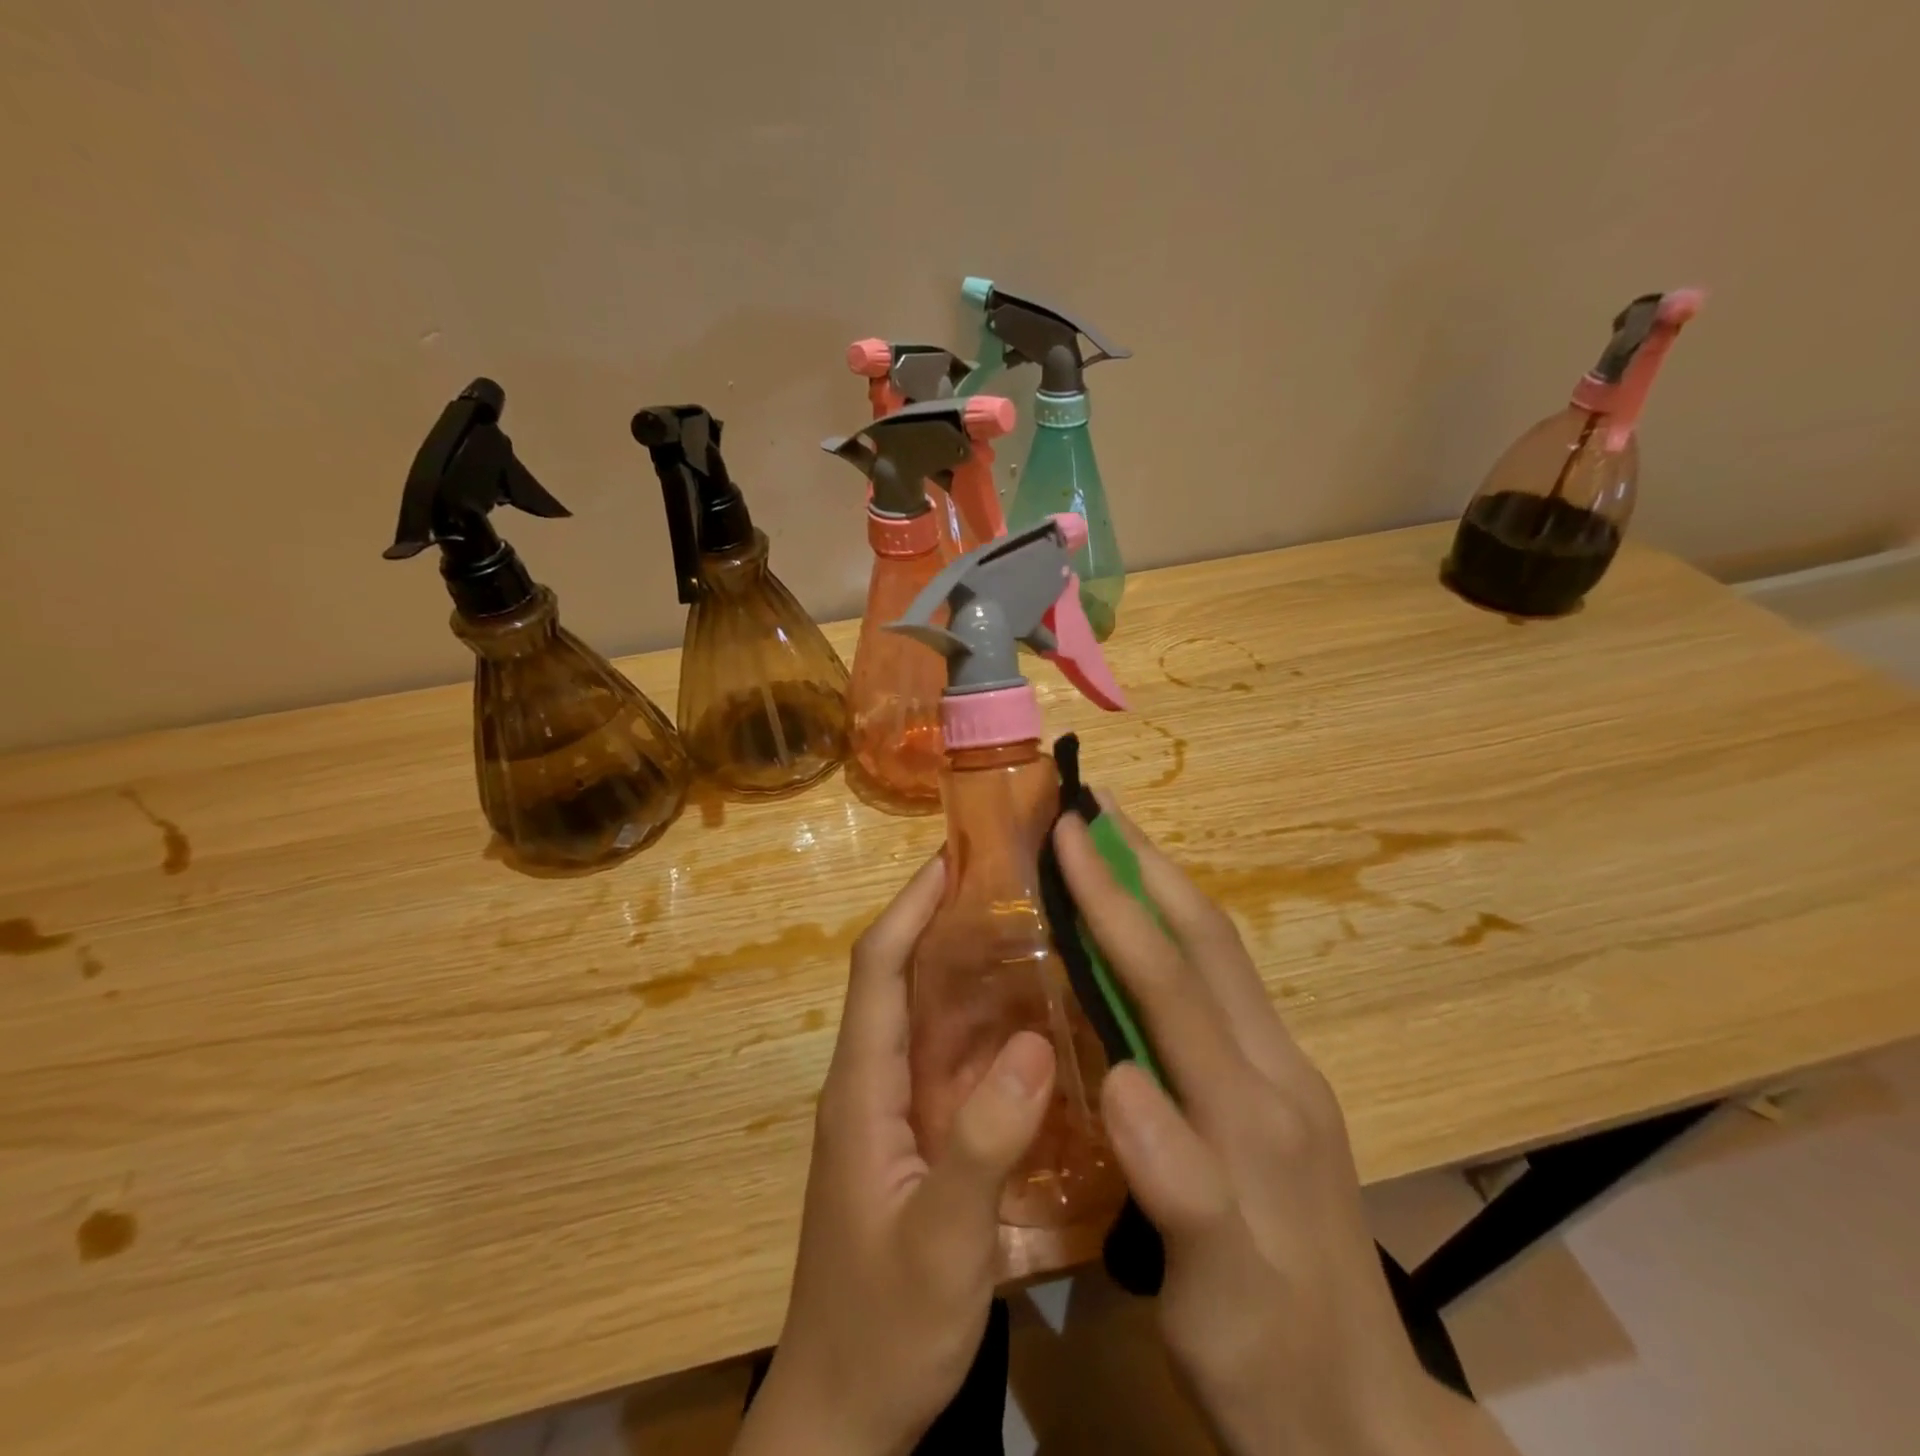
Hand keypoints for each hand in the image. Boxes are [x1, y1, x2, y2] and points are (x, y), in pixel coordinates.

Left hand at [733, 854, 1056, 1455]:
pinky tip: (1034, 1028)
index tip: (952, 859)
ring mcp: (895, 1114)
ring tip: (1032, 935)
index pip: (878, 970)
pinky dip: (984, 1031)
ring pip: (929, 1021)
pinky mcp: (917, 1142)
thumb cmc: (884, 1326)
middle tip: (1010, 886)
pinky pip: (950, 1065)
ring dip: (968, 973)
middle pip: (903, 981)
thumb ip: (985, 1142)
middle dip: (944, 924)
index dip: (911, 908)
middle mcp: (874, 1084)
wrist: (846, 1417)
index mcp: (863, 1087)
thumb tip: (1037, 1044)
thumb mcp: (942, 1240)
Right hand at [1054, 806, 1516, 1455]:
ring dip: (1165, 889)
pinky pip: (1222, 988)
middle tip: (1096, 805)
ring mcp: (1285, 1077)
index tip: (1069, 832)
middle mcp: (1275, 1071)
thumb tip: (1118, 1081)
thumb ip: (1177, 1185)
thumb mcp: (1216, 1297)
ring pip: (1221, 956)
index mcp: (1252, 1109)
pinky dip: (1177, 936)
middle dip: (1148, 863)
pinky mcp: (1283, 1093)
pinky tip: (1147, 934)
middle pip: (1209, 942)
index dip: (1115, 900)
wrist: (1365, 1428)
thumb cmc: (1270, 1364)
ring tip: (1117, 844)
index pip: (1171, 979)